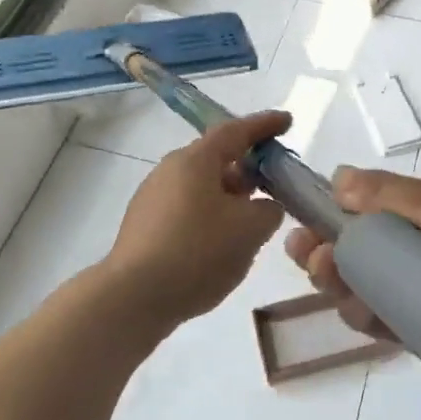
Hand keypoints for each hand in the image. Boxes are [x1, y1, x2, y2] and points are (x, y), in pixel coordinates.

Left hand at [102, 110, 290, 328]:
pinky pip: (187, 210)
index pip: (235, 131)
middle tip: (274, 181)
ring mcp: (152, 199)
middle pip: (215, 159)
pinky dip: (211, 217)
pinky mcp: (144, 227)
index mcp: (195, 161)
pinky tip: (222, 243)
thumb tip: (265, 206)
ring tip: (253, 219)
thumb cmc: (198, 252)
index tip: (286, 121)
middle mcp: (169, 171)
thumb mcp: (250, 230)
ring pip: (201, 187)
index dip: (264, 126)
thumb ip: (269, 210)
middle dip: (248, 167)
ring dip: (230, 196)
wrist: (134, 298)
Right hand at [284, 168, 420, 340]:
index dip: (329, 218)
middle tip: (317, 262)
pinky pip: (386, 320)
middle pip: (357, 251)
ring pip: (365, 287)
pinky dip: (368, 318)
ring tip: (339, 286)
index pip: (364, 210)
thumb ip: (396, 196)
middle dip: (328, 256)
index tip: (305, 231)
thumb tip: (337, 176)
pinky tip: (363, 314)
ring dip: (342, 287)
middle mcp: (418, 249)